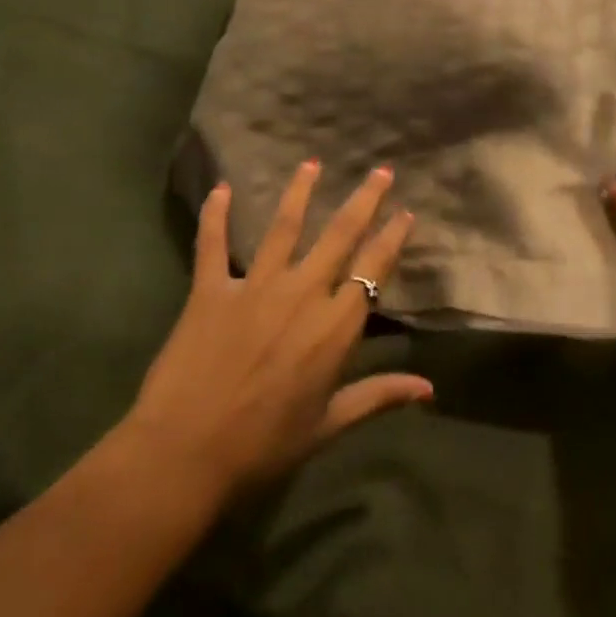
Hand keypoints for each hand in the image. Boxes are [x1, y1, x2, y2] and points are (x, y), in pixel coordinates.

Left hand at [120, 162, 431, 498]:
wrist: (185, 454)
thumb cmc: (264, 444)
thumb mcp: (329, 424)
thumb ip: (379, 396)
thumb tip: (430, 388)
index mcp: (335, 326)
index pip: (374, 269)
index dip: (392, 238)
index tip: (406, 213)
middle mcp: (302, 293)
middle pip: (340, 235)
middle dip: (364, 200)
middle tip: (380, 171)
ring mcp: (255, 287)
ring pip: (284, 227)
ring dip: (300, 191)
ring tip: (312, 162)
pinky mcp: (210, 291)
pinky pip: (213, 245)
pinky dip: (216, 215)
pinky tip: (221, 188)